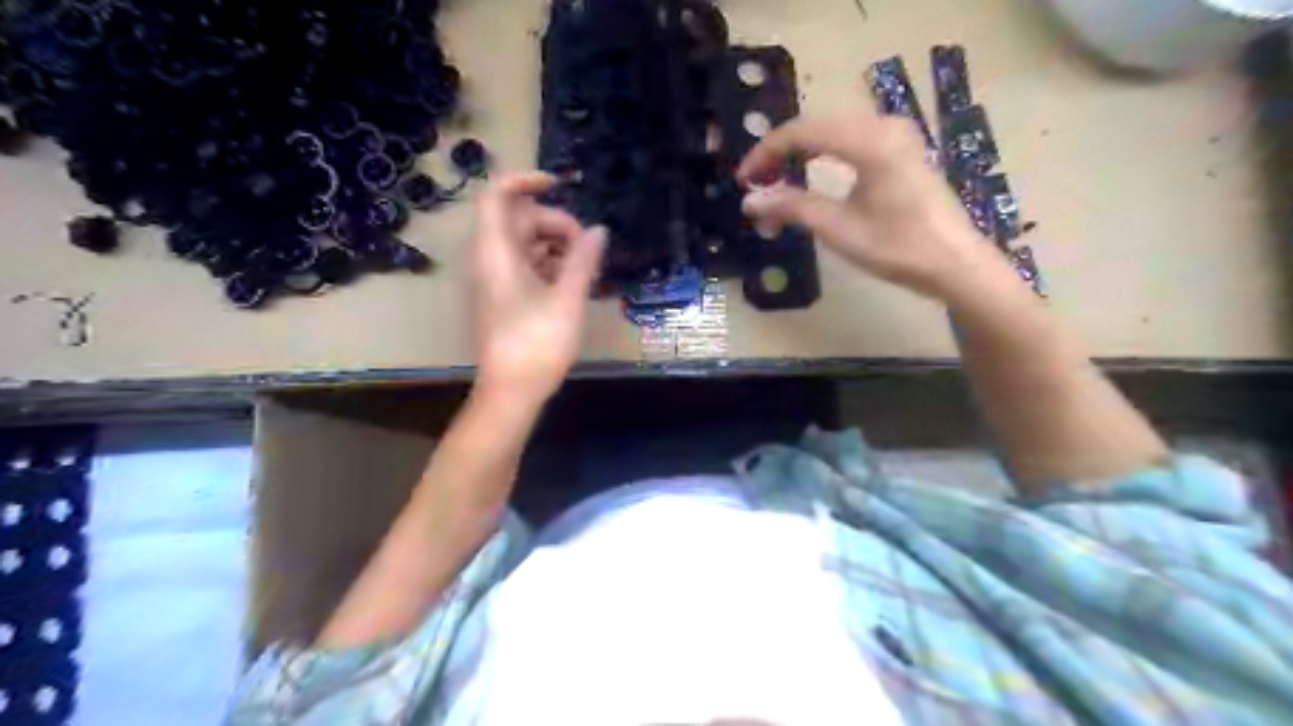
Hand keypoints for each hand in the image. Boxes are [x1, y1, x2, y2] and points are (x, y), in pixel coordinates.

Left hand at [472, 170, 604, 407]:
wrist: (512, 391)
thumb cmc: (537, 343)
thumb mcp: (568, 299)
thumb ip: (583, 260)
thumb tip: (599, 230)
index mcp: (497, 252)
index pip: (497, 195)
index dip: (525, 180)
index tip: (559, 185)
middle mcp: (491, 259)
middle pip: (519, 219)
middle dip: (555, 223)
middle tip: (587, 249)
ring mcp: (497, 279)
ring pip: (525, 244)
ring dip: (556, 247)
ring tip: (585, 270)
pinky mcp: (505, 297)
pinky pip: (526, 265)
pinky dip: (550, 266)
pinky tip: (574, 284)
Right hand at [736, 108, 1009, 299]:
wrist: (954, 263)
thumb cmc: (898, 248)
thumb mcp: (839, 229)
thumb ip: (792, 209)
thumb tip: (750, 202)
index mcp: (870, 141)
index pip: (802, 132)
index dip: (766, 153)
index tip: (744, 181)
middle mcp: (883, 125)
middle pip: (815, 127)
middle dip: (780, 154)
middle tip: (756, 185)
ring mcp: (896, 134)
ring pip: (831, 132)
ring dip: (799, 155)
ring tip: (776, 183)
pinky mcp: (901, 148)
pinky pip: (849, 140)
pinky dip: (822, 156)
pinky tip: (809, 175)